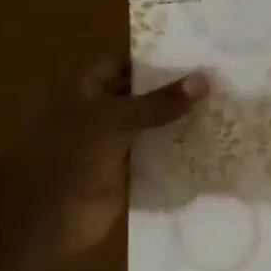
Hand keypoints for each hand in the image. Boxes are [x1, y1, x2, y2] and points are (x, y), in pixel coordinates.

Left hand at [0, 59, 208, 253]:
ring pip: (151, 129)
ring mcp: (113, 148)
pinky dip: (177, 156)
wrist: (47, 216)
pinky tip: (210, 148)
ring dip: (178, 124)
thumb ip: (159, 102)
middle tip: (217, 82)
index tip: (190, 53)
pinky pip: (156, 160)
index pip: (120, 64)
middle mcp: (100, 116)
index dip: (149, 57)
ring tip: (223, 111)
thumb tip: (205, 79)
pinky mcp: (127, 176)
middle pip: (140, 97)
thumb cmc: (72, 155)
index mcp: (87, 93)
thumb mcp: (116, 120)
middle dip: (172, 91)